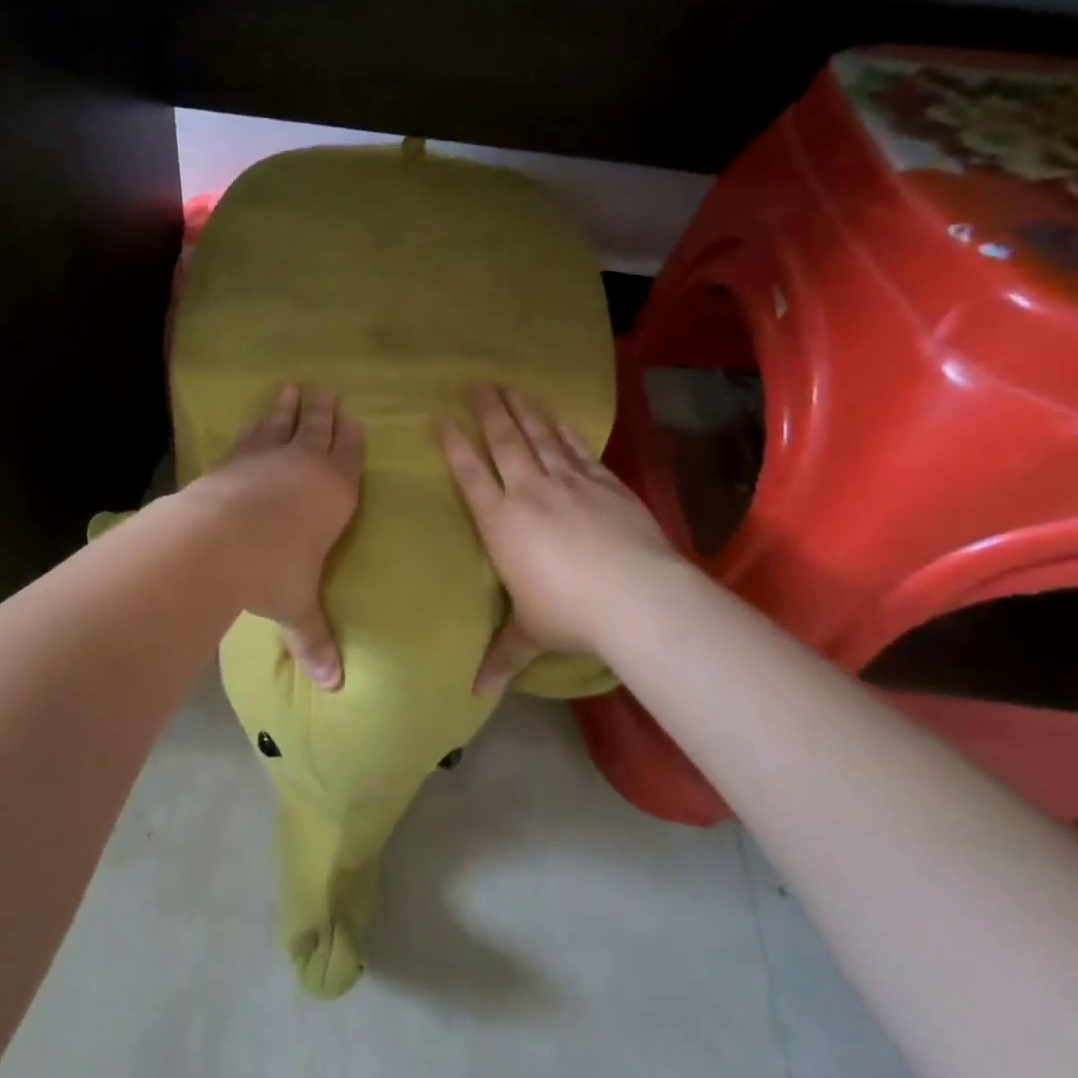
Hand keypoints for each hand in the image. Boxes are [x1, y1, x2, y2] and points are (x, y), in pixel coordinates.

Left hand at [194, 385, 363, 688]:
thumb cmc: (273, 571)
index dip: (352, 438)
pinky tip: (252, 420)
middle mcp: (304, 465)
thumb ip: (315, 640)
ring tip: (291, 389)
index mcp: (335, 492)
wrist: (216, 540)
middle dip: (324, 411)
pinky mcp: (233, 457)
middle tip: (327, 391)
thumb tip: (334, 686)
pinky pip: (249, 434)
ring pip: (283, 423)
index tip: (354, 418)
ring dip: (288, 407)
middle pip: (319, 429)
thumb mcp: (298, 607)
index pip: (350, 457)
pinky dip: (254, 423)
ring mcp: (266, 455)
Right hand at [440, 384, 680, 694]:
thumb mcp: (529, 635)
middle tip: (477, 383)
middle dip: (488, 411)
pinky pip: (578, 451)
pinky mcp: (605, 485)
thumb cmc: (569, 614)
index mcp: (500, 522)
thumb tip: (475, 694)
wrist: (636, 596)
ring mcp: (569, 483)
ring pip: (539, 437)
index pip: (470, 474)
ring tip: (510, 387)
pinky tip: (559, 419)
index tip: (442, 417)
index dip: (454, 444)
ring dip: (523, 411)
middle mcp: (529, 492)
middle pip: (503, 441)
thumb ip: (501, 656)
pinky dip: (566, 433)